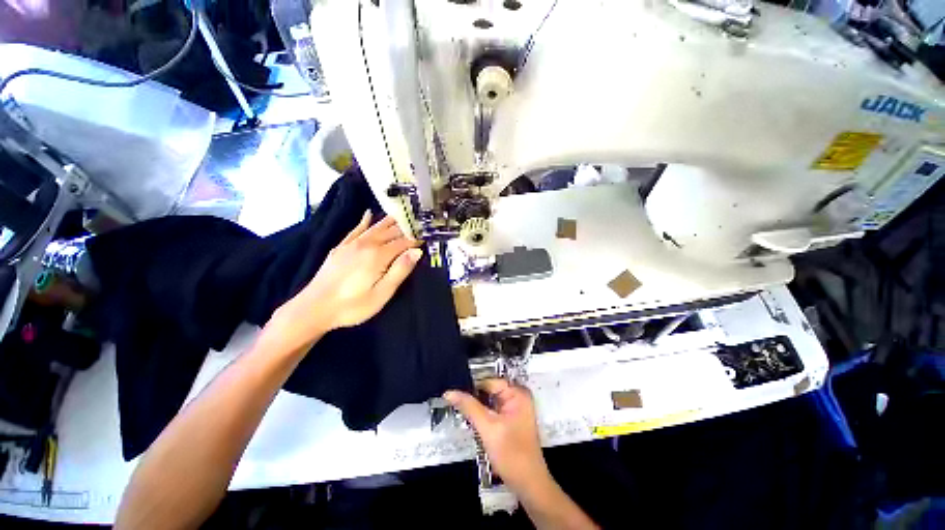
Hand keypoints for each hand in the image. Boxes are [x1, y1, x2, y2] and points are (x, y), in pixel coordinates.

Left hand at [270, 211, 421, 349]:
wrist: (313, 308)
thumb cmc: (352, 306)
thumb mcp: (382, 294)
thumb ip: (400, 270)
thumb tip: (417, 252)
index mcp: (378, 255)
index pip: (403, 242)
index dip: (416, 239)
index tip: (427, 236)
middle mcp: (366, 244)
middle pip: (391, 231)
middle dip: (406, 227)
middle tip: (419, 223)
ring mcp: (351, 244)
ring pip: (376, 227)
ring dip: (390, 221)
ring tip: (403, 213)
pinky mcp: (341, 248)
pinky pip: (356, 229)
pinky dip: (364, 221)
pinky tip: (369, 214)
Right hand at [445, 379, 550, 494]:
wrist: (528, 485)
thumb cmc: (511, 454)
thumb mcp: (487, 428)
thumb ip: (468, 407)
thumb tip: (449, 392)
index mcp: (517, 393)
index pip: (489, 381)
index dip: (471, 386)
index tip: (452, 391)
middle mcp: (517, 396)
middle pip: (489, 390)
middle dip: (473, 397)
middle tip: (452, 401)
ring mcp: (514, 409)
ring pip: (489, 401)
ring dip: (476, 407)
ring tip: (458, 410)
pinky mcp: (510, 420)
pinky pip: (492, 410)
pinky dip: (481, 415)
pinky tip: (470, 420)